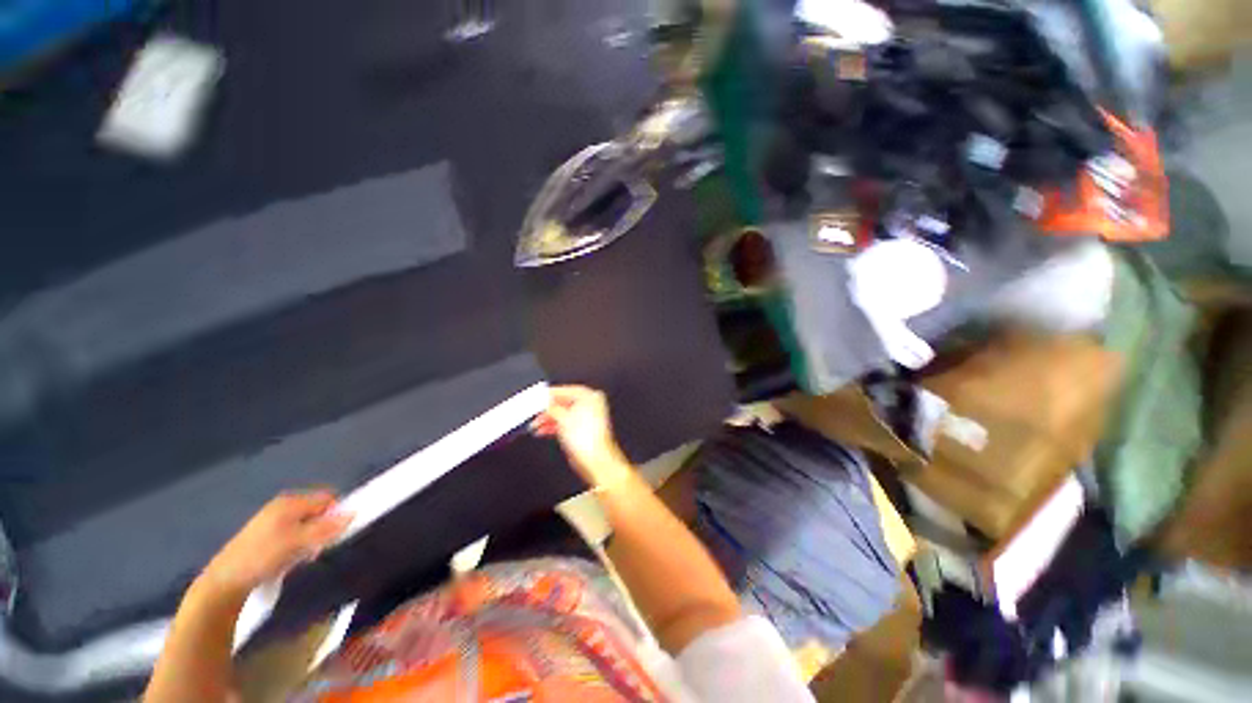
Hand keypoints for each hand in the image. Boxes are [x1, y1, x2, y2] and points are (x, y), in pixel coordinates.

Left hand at [200, 491, 349, 597]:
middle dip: (323, 529)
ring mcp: (273, 522)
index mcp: (290, 502)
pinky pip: (295, 536)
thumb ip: (326, 528)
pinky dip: (298, 547)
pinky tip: (289, 561)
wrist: (224, 583)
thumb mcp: (297, 543)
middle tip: (316, 549)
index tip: (335, 534)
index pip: (327, 498)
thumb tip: (354, 513)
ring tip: (301, 558)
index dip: (336, 513)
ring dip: (311, 541)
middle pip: (318, 512)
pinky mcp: (267, 537)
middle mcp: (283, 507)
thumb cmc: (262, 557)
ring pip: (307, 526)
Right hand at [532, 386, 630, 487]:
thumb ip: (551, 408)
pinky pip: (566, 423)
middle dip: (547, 409)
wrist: (595, 459)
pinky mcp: (584, 429)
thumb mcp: (562, 418)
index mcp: (589, 396)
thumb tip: (544, 403)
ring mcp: (587, 417)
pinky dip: (554, 426)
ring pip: (563, 414)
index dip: (549, 395)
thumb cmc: (587, 439)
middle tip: (534, 412)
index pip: (565, 390)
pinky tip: (542, 430)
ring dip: (548, 419)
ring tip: (535, 424)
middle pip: (563, 402)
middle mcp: (590, 404)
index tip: (537, 398)